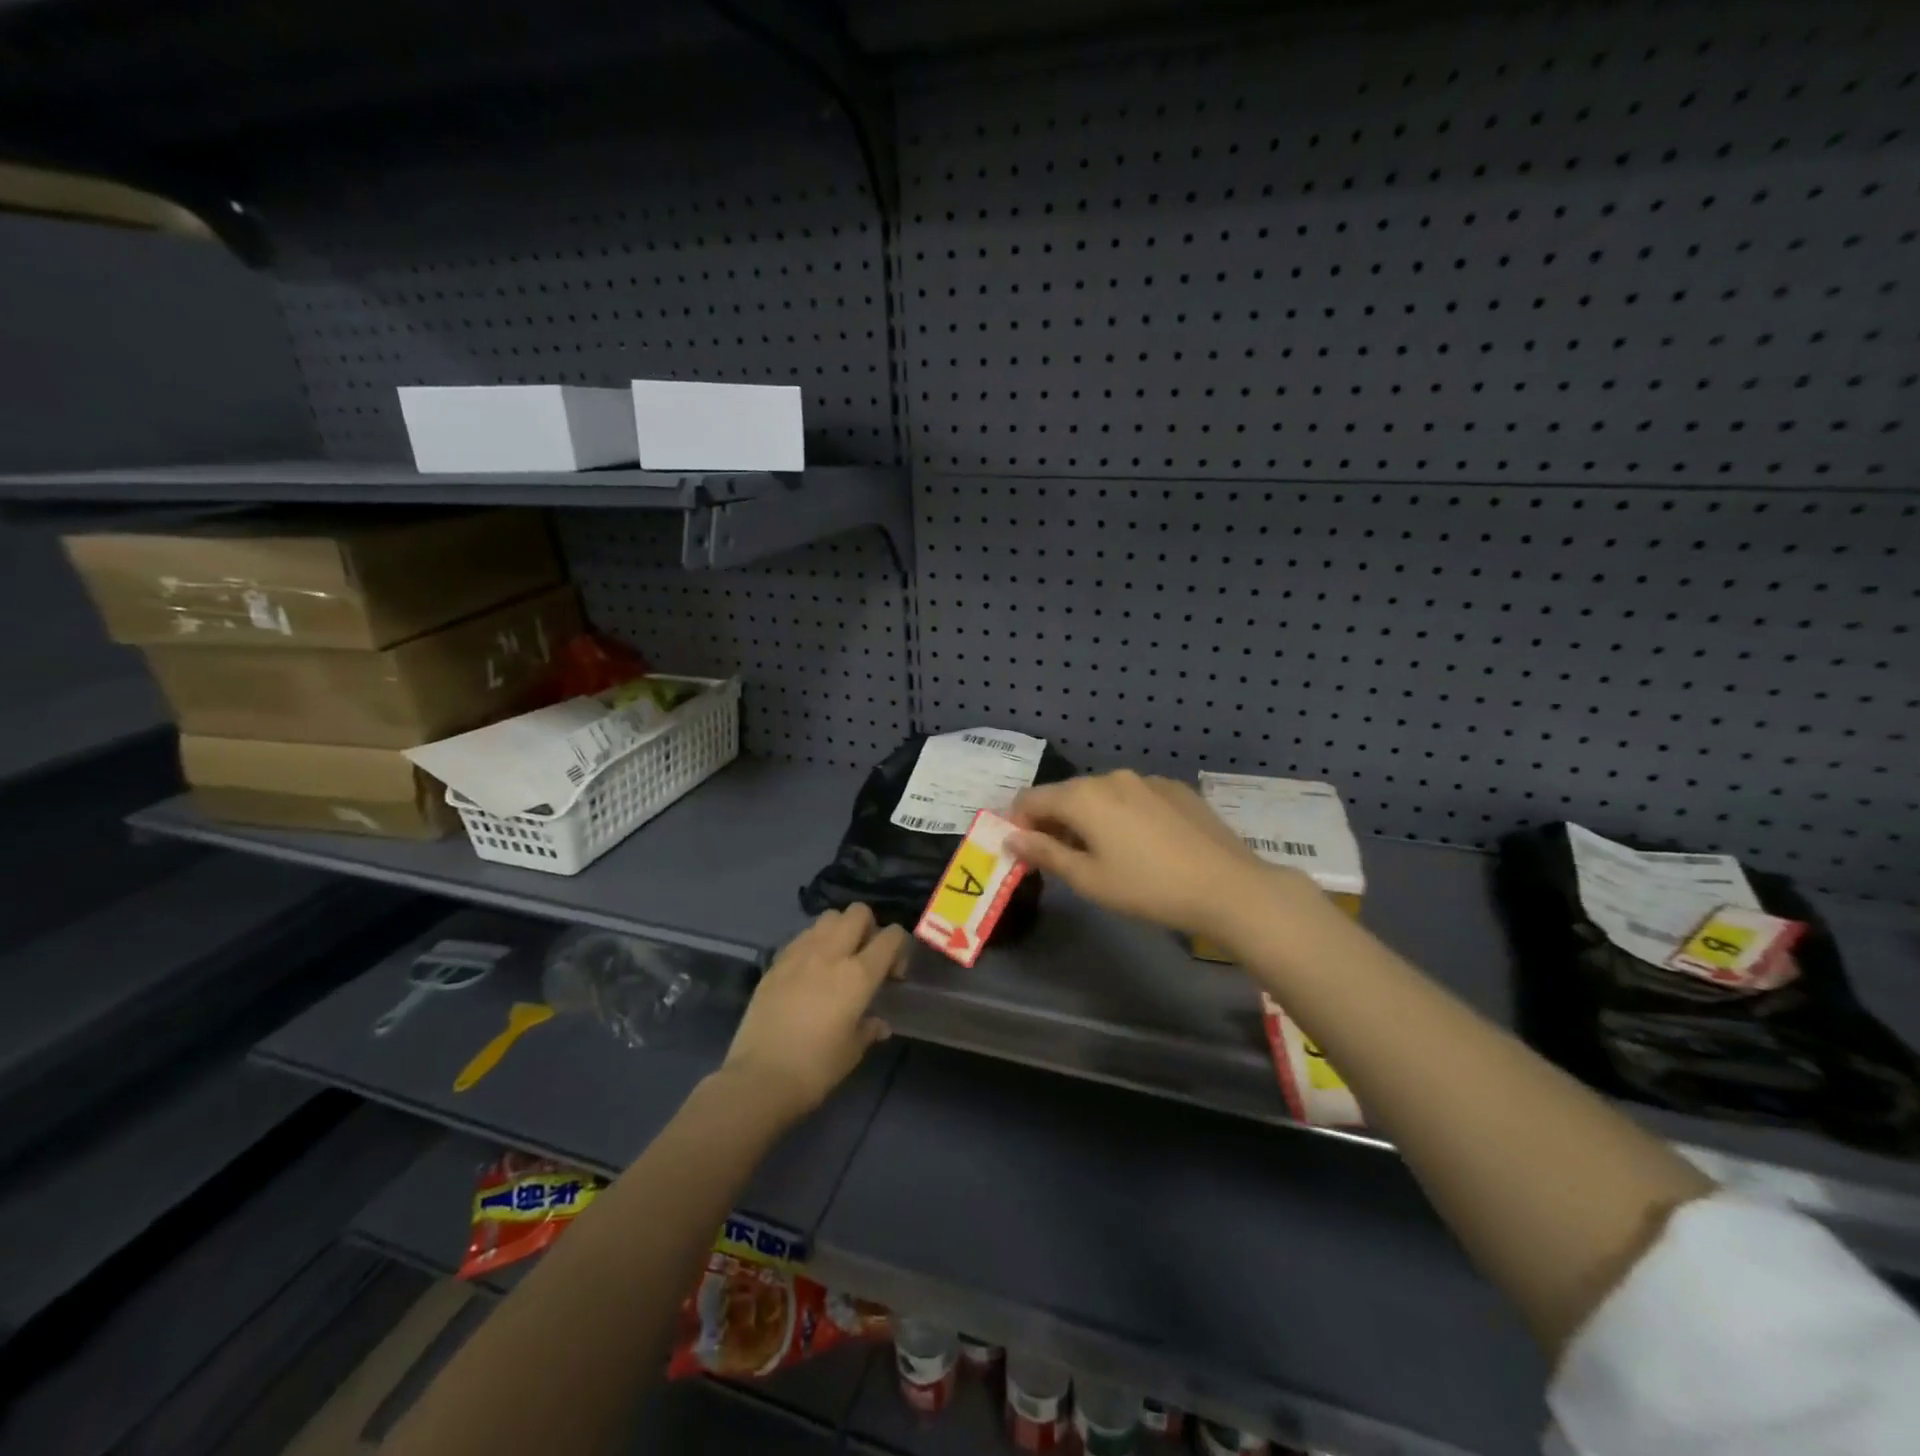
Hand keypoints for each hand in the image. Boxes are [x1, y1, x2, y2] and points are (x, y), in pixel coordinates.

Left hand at [720, 904, 907, 1121]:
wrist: (759, 1078)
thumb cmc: (816, 1068)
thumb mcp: (852, 1051)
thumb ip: (869, 1029)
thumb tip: (878, 1024)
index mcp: (858, 974)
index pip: (891, 936)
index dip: (899, 948)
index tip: (892, 975)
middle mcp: (831, 953)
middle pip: (858, 913)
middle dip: (868, 928)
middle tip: (865, 957)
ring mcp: (800, 953)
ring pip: (828, 917)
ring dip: (839, 930)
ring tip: (836, 959)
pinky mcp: (776, 961)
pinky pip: (802, 936)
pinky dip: (813, 943)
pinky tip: (809, 971)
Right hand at [1009, 770, 1316, 939]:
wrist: (1228, 886)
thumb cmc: (1148, 888)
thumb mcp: (1089, 879)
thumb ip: (1045, 853)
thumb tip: (1011, 837)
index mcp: (1083, 796)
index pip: (1031, 799)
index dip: (1018, 823)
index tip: (1023, 851)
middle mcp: (1111, 777)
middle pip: (1066, 794)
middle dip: (1054, 822)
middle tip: (1061, 859)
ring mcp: (1147, 780)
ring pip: (1101, 794)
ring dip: (1089, 818)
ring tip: (1104, 854)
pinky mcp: (1175, 789)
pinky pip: (1133, 797)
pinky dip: (1122, 814)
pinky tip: (1142, 845)